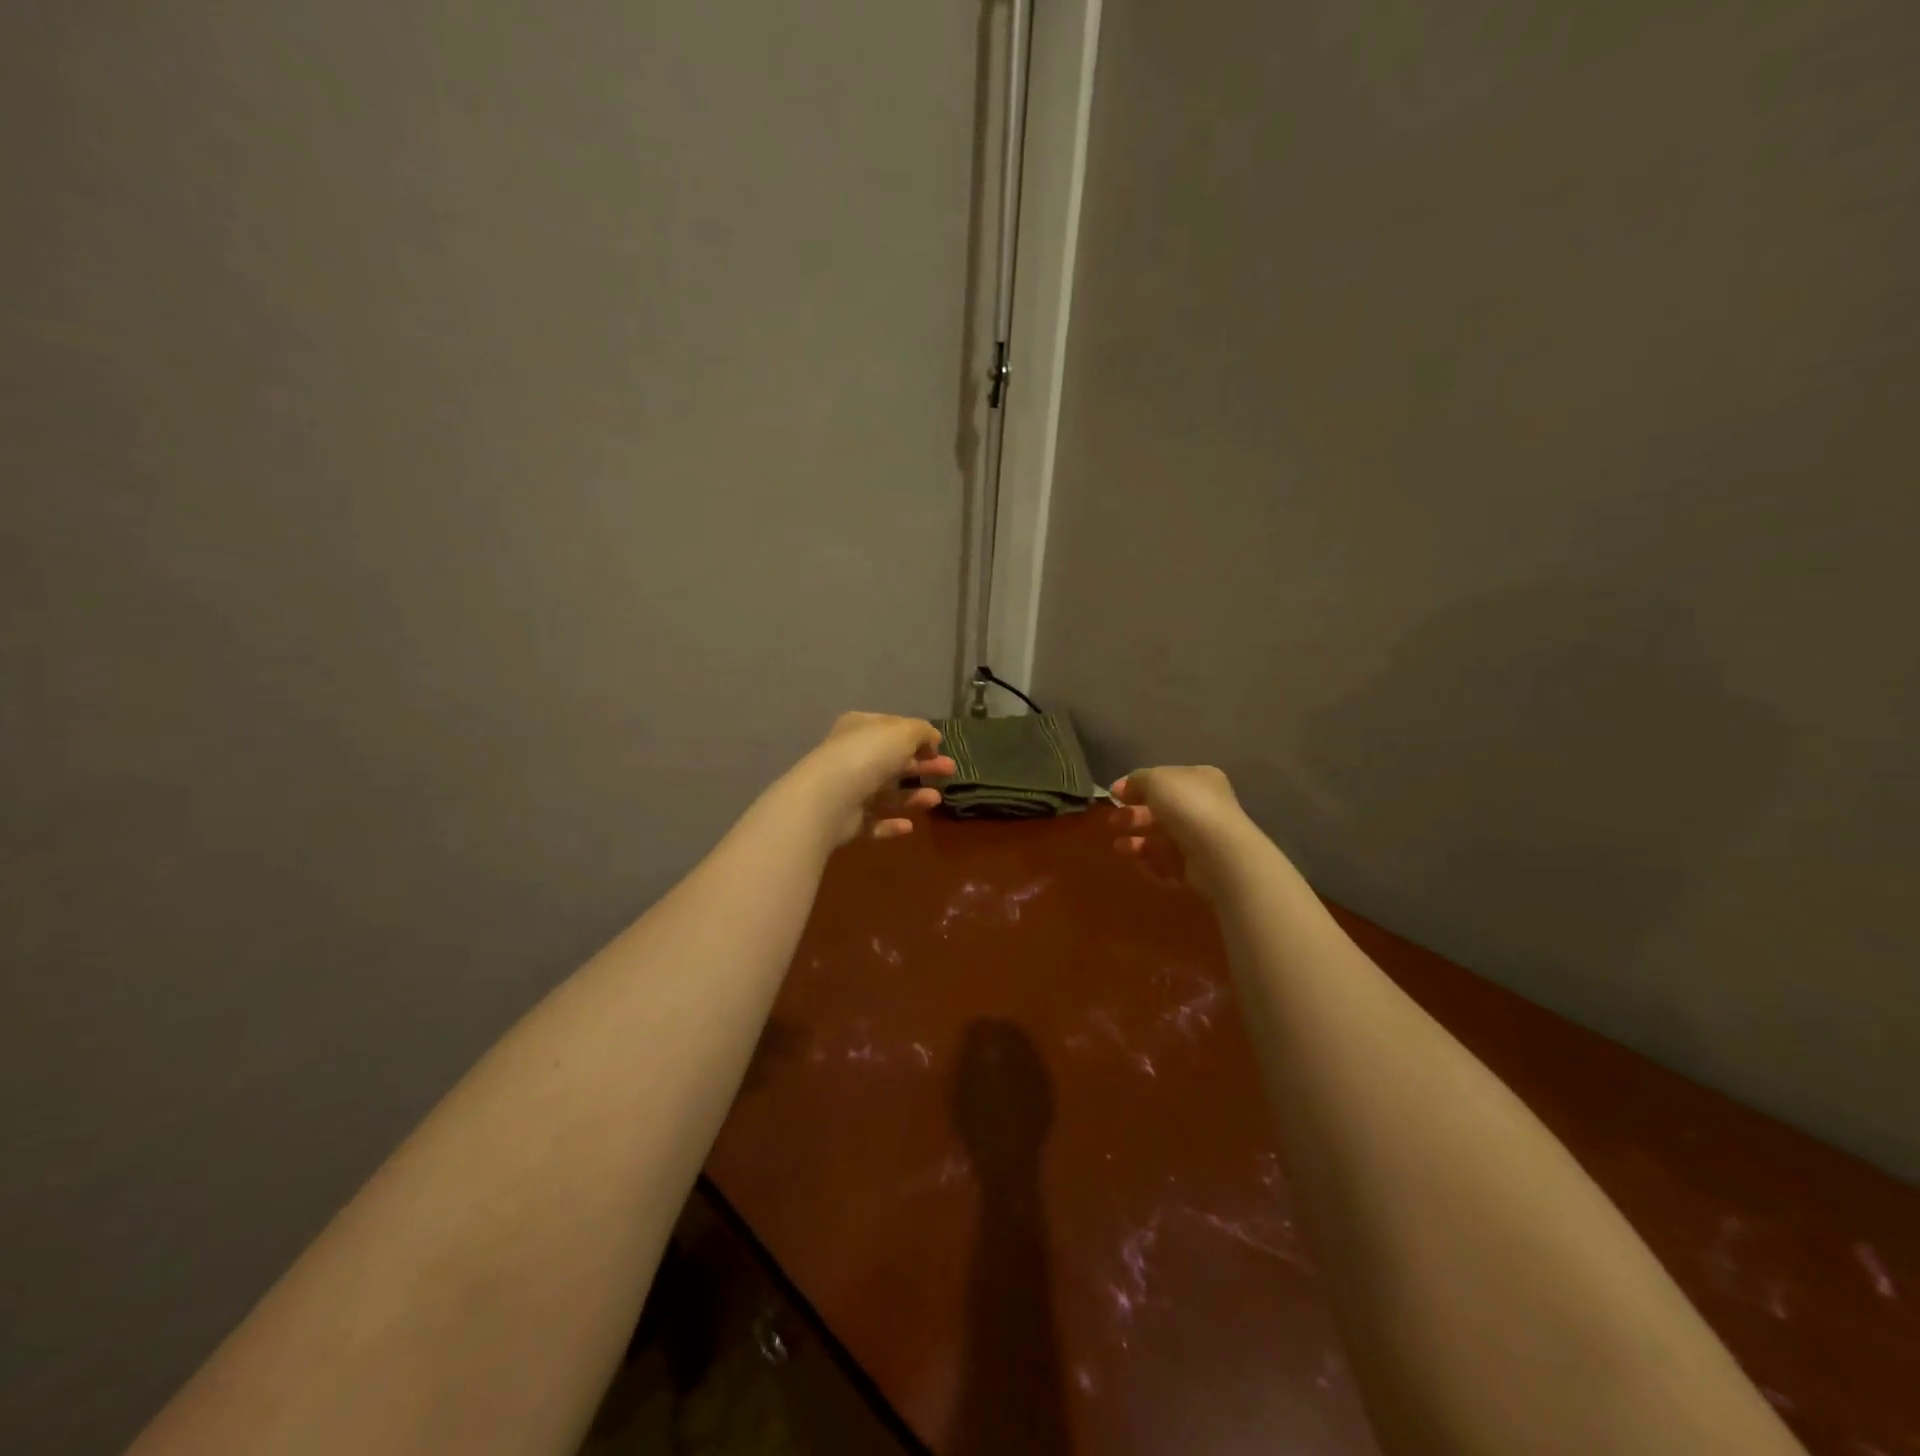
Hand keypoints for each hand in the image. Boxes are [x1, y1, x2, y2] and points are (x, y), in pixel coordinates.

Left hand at [794, 712, 956, 844]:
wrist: (829, 799)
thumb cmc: (868, 756)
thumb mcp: (903, 732)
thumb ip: (922, 731)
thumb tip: (932, 739)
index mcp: (860, 729)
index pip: (891, 728)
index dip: (916, 736)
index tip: (939, 747)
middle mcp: (851, 756)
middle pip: (892, 761)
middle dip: (922, 766)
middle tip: (950, 771)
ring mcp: (847, 790)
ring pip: (885, 792)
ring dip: (912, 796)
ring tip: (936, 800)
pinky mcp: (846, 821)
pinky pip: (873, 822)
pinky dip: (891, 824)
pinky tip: (910, 825)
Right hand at [1110, 765, 1253, 893]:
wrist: (1218, 855)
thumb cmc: (1187, 807)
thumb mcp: (1156, 779)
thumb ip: (1136, 780)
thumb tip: (1122, 788)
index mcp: (1199, 780)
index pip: (1164, 781)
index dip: (1137, 786)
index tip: (1114, 795)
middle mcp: (1203, 808)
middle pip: (1160, 812)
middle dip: (1133, 817)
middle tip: (1113, 822)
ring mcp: (1202, 841)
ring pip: (1161, 840)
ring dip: (1136, 843)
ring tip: (1119, 847)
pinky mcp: (1199, 870)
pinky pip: (1168, 865)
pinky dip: (1151, 864)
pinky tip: (1140, 864)